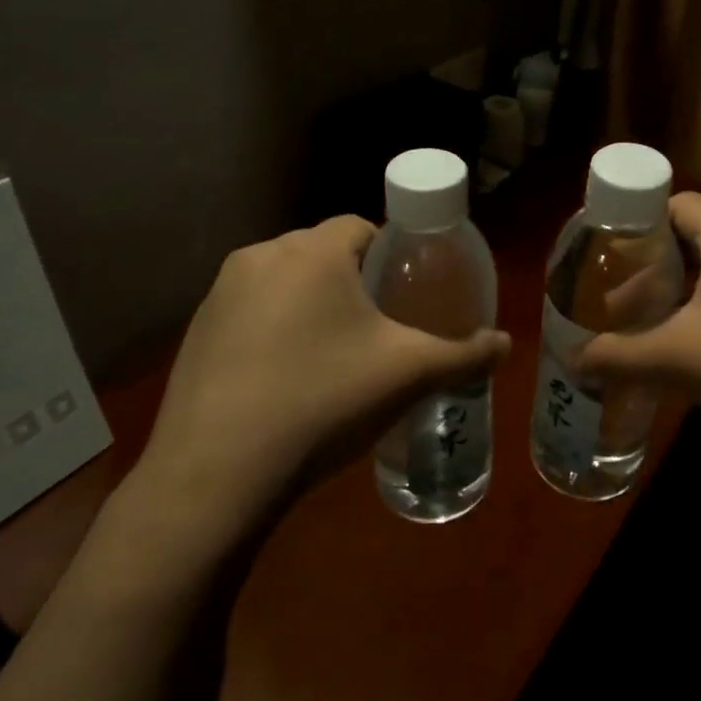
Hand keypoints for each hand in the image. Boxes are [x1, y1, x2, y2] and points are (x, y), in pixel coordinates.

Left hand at [126, 216, 509, 533]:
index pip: (361, 226)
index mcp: (312, 252)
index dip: (390, 254)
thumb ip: (463, 355)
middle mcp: (260, 256)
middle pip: (321, 252)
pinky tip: (283, 380)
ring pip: (283, 282)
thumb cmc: (322, 402)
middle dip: (351, 280)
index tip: (402, 294)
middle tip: (375, 329)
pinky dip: (272, 329)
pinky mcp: (195, 331)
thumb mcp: (407, 375)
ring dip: (309, 304)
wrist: (217, 474)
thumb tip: (505, 343)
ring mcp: (220, 293)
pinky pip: (249, 312)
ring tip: (330, 357)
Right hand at [580, 193, 700, 476]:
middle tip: (629, 306)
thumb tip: (575, 361)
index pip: (673, 203)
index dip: (635, 227)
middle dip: (659, 269)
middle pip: (699, 236)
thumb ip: (619, 357)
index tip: (609, 263)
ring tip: (669, 330)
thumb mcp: (682, 362)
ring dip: (694, 291)